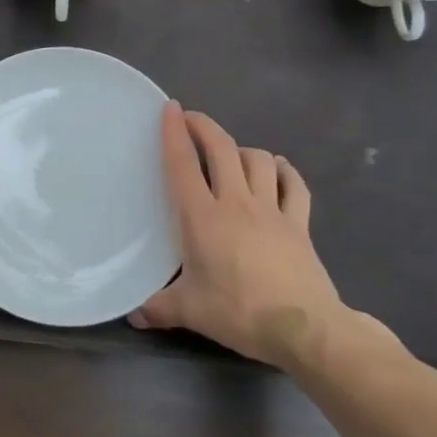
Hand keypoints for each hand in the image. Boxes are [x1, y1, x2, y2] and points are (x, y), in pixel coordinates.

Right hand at [130, 102, 359, 366]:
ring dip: (243, 149)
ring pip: (258, 160)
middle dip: (205, 127)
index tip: (170, 108)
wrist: (305, 328)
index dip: (174, 132)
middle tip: (192, 119)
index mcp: (202, 216)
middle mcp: (235, 202)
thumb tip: (131, 315)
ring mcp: (271, 209)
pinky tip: (278, 169)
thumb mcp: (190, 312)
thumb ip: (157, 308)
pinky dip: (285, 172)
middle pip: (221, 149)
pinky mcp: (299, 223)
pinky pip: (294, 185)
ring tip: (232, 154)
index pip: (183, 164)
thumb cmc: (239, 312)